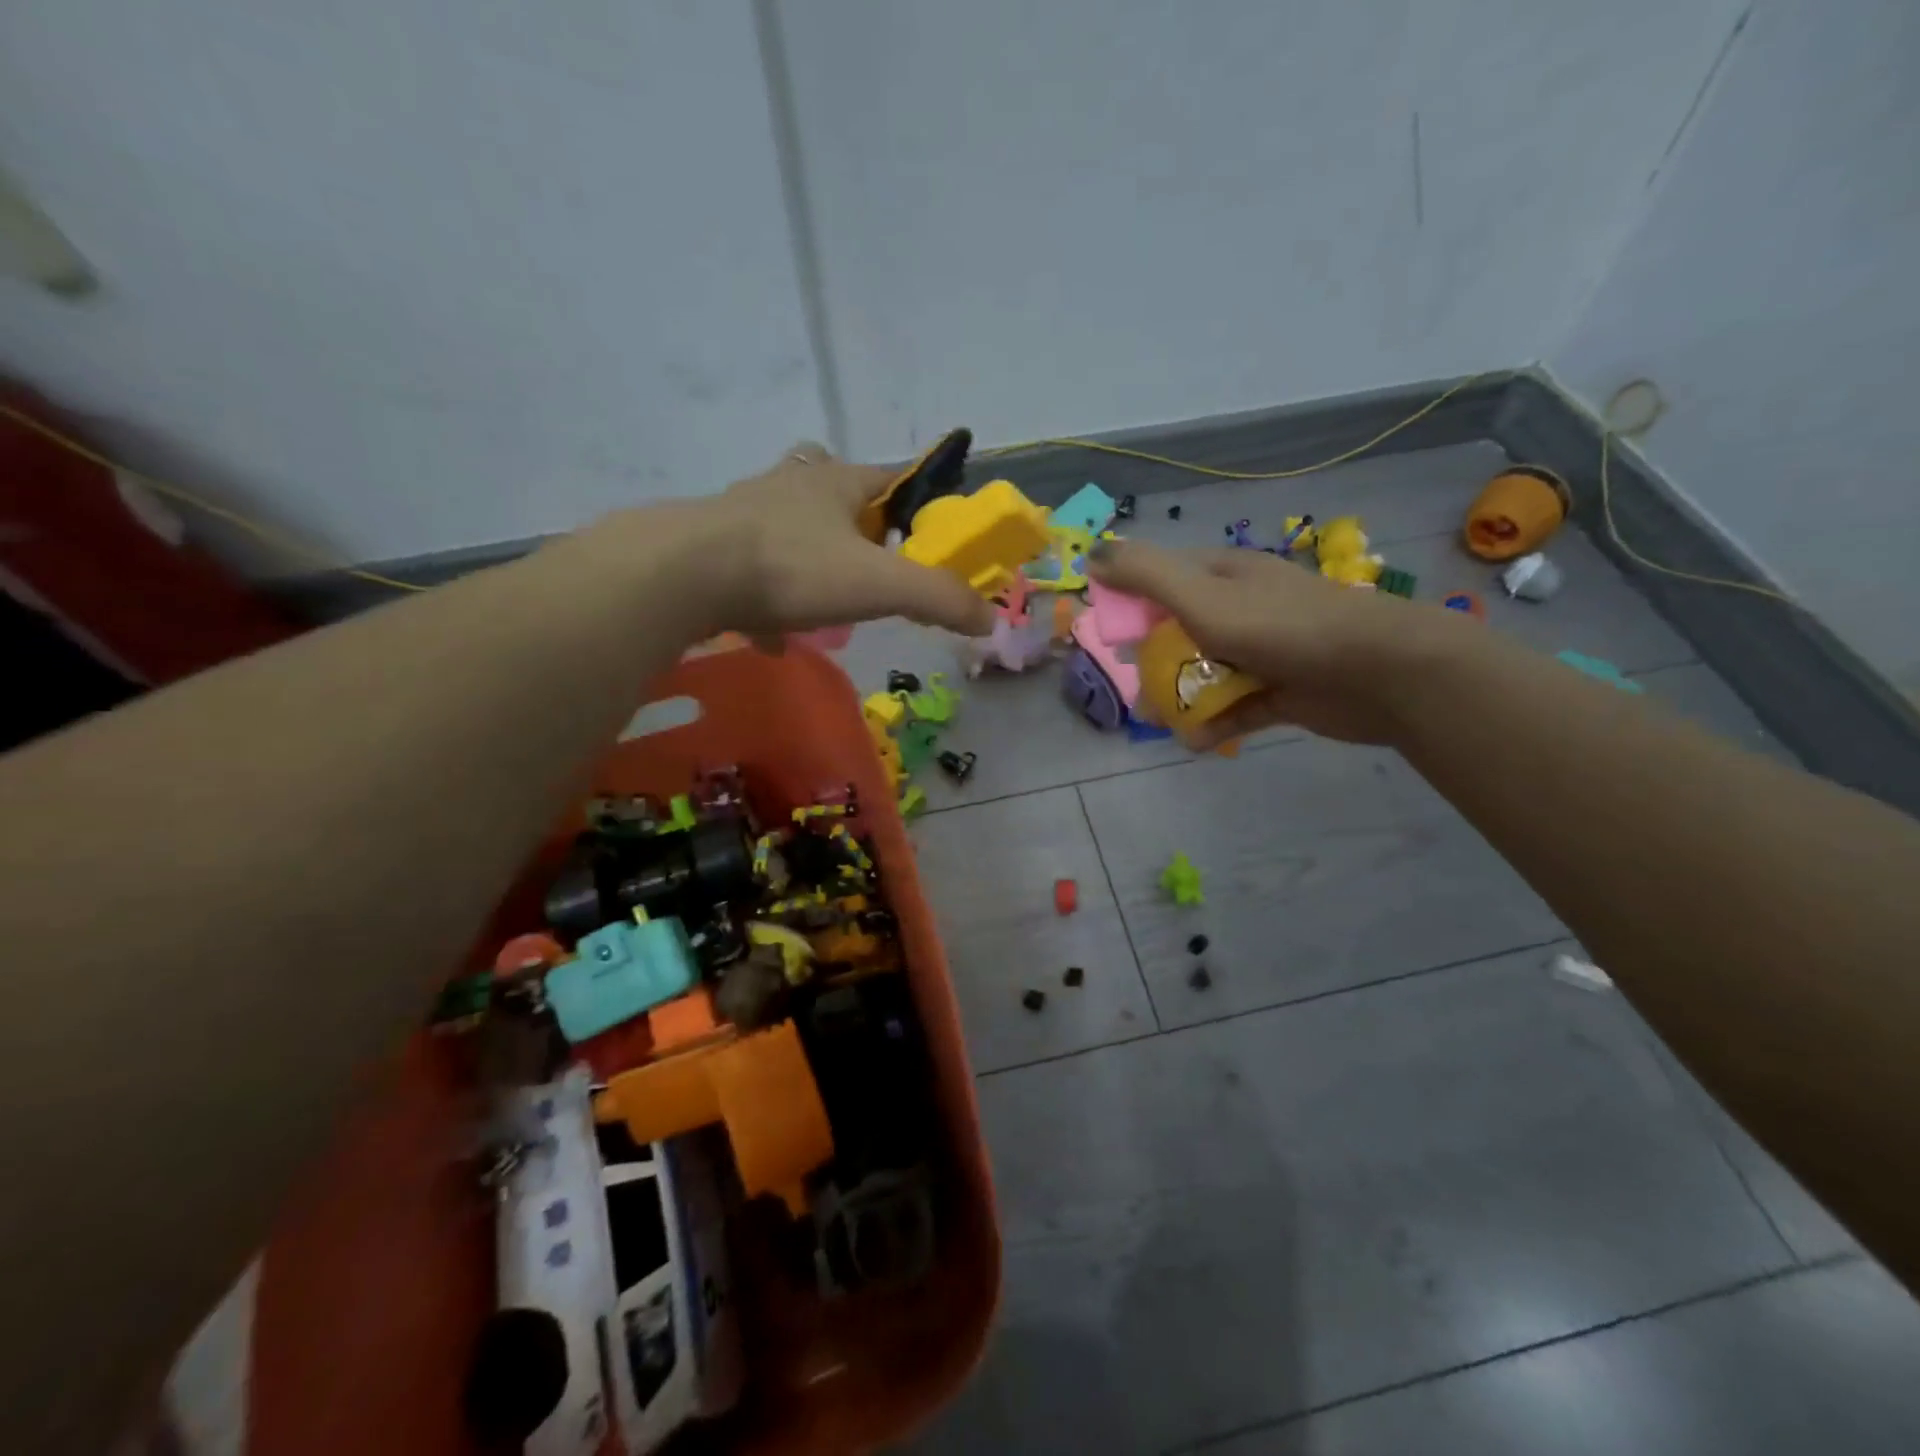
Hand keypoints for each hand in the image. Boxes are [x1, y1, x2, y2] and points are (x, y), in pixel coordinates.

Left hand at [708, 442, 995, 638]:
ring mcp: (747, 515)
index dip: (920, 498)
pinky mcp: (713, 550)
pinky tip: (776, 636)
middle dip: (860, 523)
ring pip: (791, 528)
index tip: (934, 530)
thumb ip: (939, 598)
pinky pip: (754, 573)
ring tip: (830, 597)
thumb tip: (990, 619)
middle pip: (836, 492)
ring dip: (814, 557)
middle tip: (877, 562)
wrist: (683, 575)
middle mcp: (791, 486)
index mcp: (836, 482)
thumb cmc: (792, 567)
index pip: (892, 476)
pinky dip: (770, 601)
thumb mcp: (879, 584)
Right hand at [1089, 540, 1468, 745]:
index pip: (1162, 580)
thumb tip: (1093, 553)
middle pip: (1180, 632)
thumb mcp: (1202, 596)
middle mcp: (1242, 608)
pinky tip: (1197, 741)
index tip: (1110, 637)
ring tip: (1164, 723)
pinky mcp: (1282, 691)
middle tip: (1137, 689)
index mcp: (1223, 576)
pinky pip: (1236, 706)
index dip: (1131, 605)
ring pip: (1206, 673)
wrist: (1380, 672)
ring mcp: (1264, 651)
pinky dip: (1215, 722)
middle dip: (1154, 662)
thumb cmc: (1282, 627)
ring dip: (1181, 698)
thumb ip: (1146, 575)